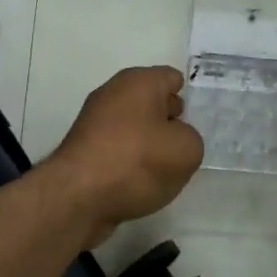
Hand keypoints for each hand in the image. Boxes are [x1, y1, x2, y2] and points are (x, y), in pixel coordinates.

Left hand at [47, 66, 203, 246]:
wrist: (78, 197)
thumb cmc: (137, 161)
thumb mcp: (186, 149)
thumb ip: (191, 138)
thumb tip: (175, 139)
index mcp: (139, 81)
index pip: (173, 79)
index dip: (189, 98)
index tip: (199, 122)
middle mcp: (114, 92)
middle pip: (152, 102)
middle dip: (170, 121)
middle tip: (185, 145)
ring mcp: (94, 120)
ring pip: (135, 126)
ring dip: (150, 143)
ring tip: (165, 169)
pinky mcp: (83, 148)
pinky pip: (118, 147)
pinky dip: (130, 160)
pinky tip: (139, 180)